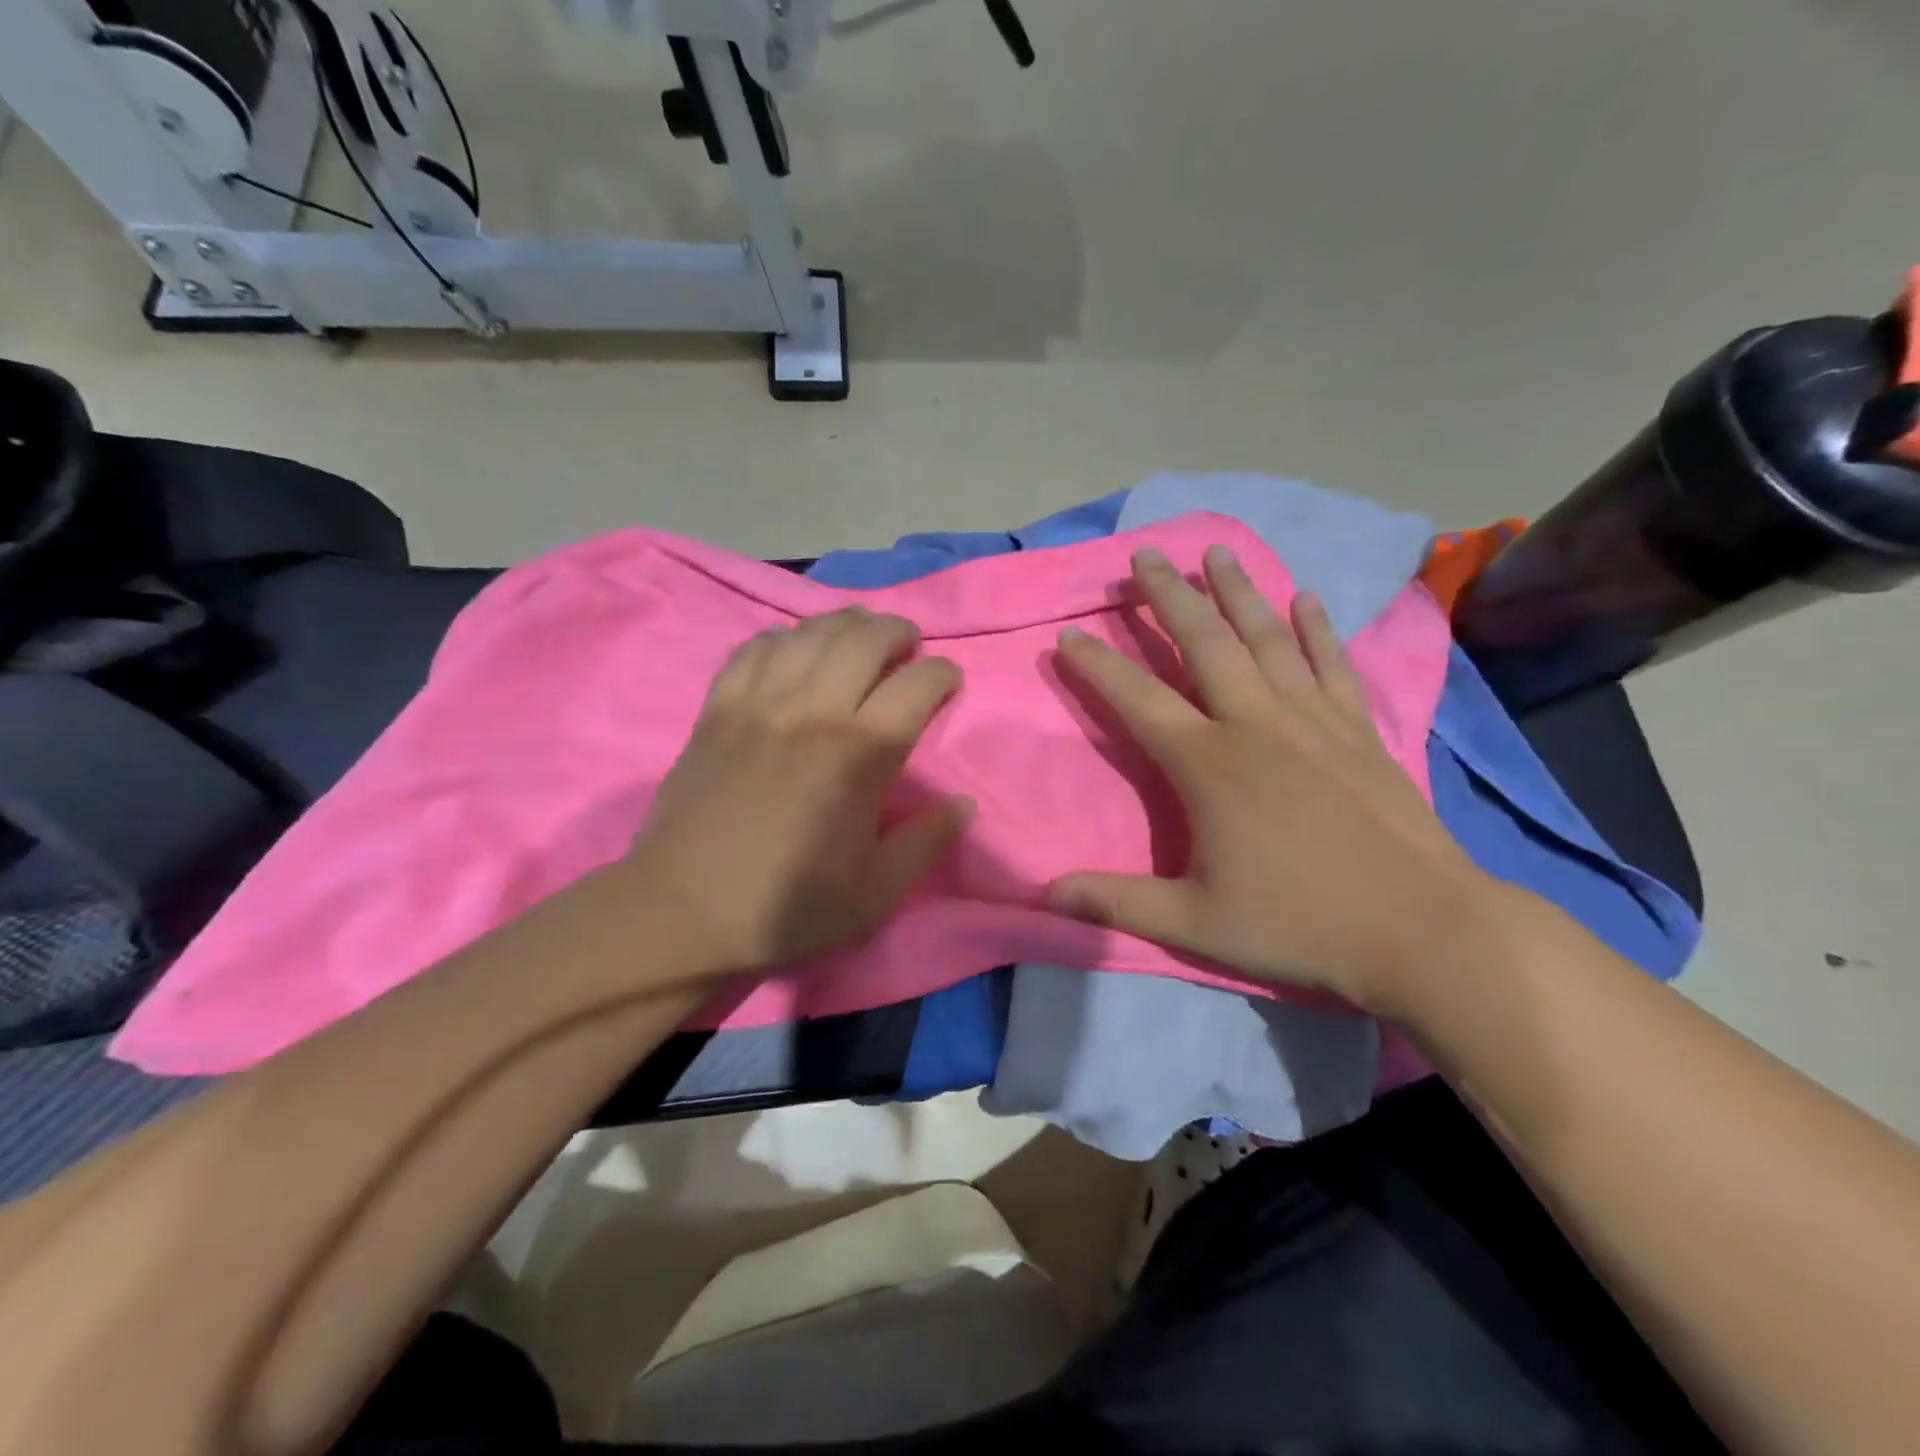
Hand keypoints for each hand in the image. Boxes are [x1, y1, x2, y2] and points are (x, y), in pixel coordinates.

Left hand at [626, 607, 969, 974]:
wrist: (684, 913)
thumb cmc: (789, 907)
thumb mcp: (876, 893)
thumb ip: (926, 842)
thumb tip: (964, 804)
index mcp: (859, 753)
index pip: (916, 684)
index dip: (942, 674)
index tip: (947, 682)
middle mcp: (812, 711)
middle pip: (864, 638)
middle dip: (897, 632)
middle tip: (907, 647)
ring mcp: (758, 704)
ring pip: (809, 632)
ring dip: (844, 624)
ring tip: (858, 636)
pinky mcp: (717, 709)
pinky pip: (754, 649)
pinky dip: (783, 639)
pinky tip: (792, 652)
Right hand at [1049, 545, 1497, 1014]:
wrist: (1426, 930)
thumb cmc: (1300, 925)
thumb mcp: (1194, 925)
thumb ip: (1116, 904)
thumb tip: (1046, 895)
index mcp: (1209, 765)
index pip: (1138, 699)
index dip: (1097, 666)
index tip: (1069, 634)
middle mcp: (1257, 724)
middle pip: (1205, 644)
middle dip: (1170, 596)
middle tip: (1144, 556)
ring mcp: (1314, 721)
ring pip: (1268, 639)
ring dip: (1238, 592)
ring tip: (1216, 552)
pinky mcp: (1360, 731)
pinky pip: (1332, 664)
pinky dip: (1318, 629)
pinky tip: (1308, 599)